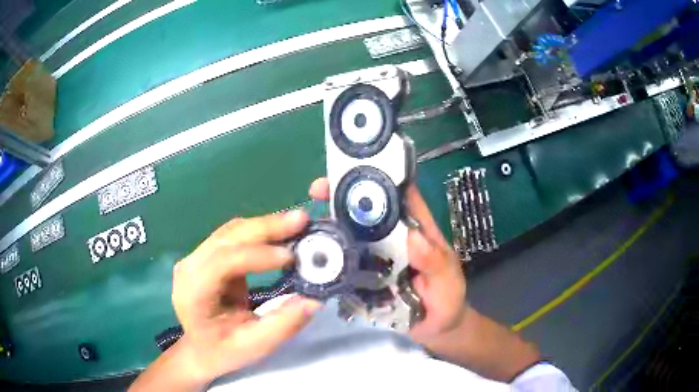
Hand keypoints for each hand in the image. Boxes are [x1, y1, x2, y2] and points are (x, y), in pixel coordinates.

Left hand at [171, 212, 320, 384]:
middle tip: (301, 220)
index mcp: (194, 292)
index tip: (291, 257)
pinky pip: (234, 235)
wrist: (200, 348)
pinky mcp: (206, 254)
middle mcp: (190, 266)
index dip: (258, 255)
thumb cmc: (223, 351)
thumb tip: (313, 300)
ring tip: (297, 222)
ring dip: (265, 225)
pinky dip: (259, 232)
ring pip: (232, 231)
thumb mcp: (254, 346)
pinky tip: (280, 231)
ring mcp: (196, 257)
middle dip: (266, 227)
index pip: (223, 261)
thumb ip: (283, 325)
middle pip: (227, 237)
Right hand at [309, 178, 466, 341]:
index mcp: (417, 229)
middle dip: (342, 195)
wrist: (435, 327)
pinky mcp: (366, 275)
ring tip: (307, 219)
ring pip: (352, 232)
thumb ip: (434, 261)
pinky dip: (330, 254)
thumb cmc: (448, 298)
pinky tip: (312, 252)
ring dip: (332, 222)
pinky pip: (346, 260)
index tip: (355, 169)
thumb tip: (413, 237)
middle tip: (318, 191)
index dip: (380, 176)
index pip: (401, 194)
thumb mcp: (447, 279)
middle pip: (368, 209)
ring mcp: (378, 256)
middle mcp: (394, 237)